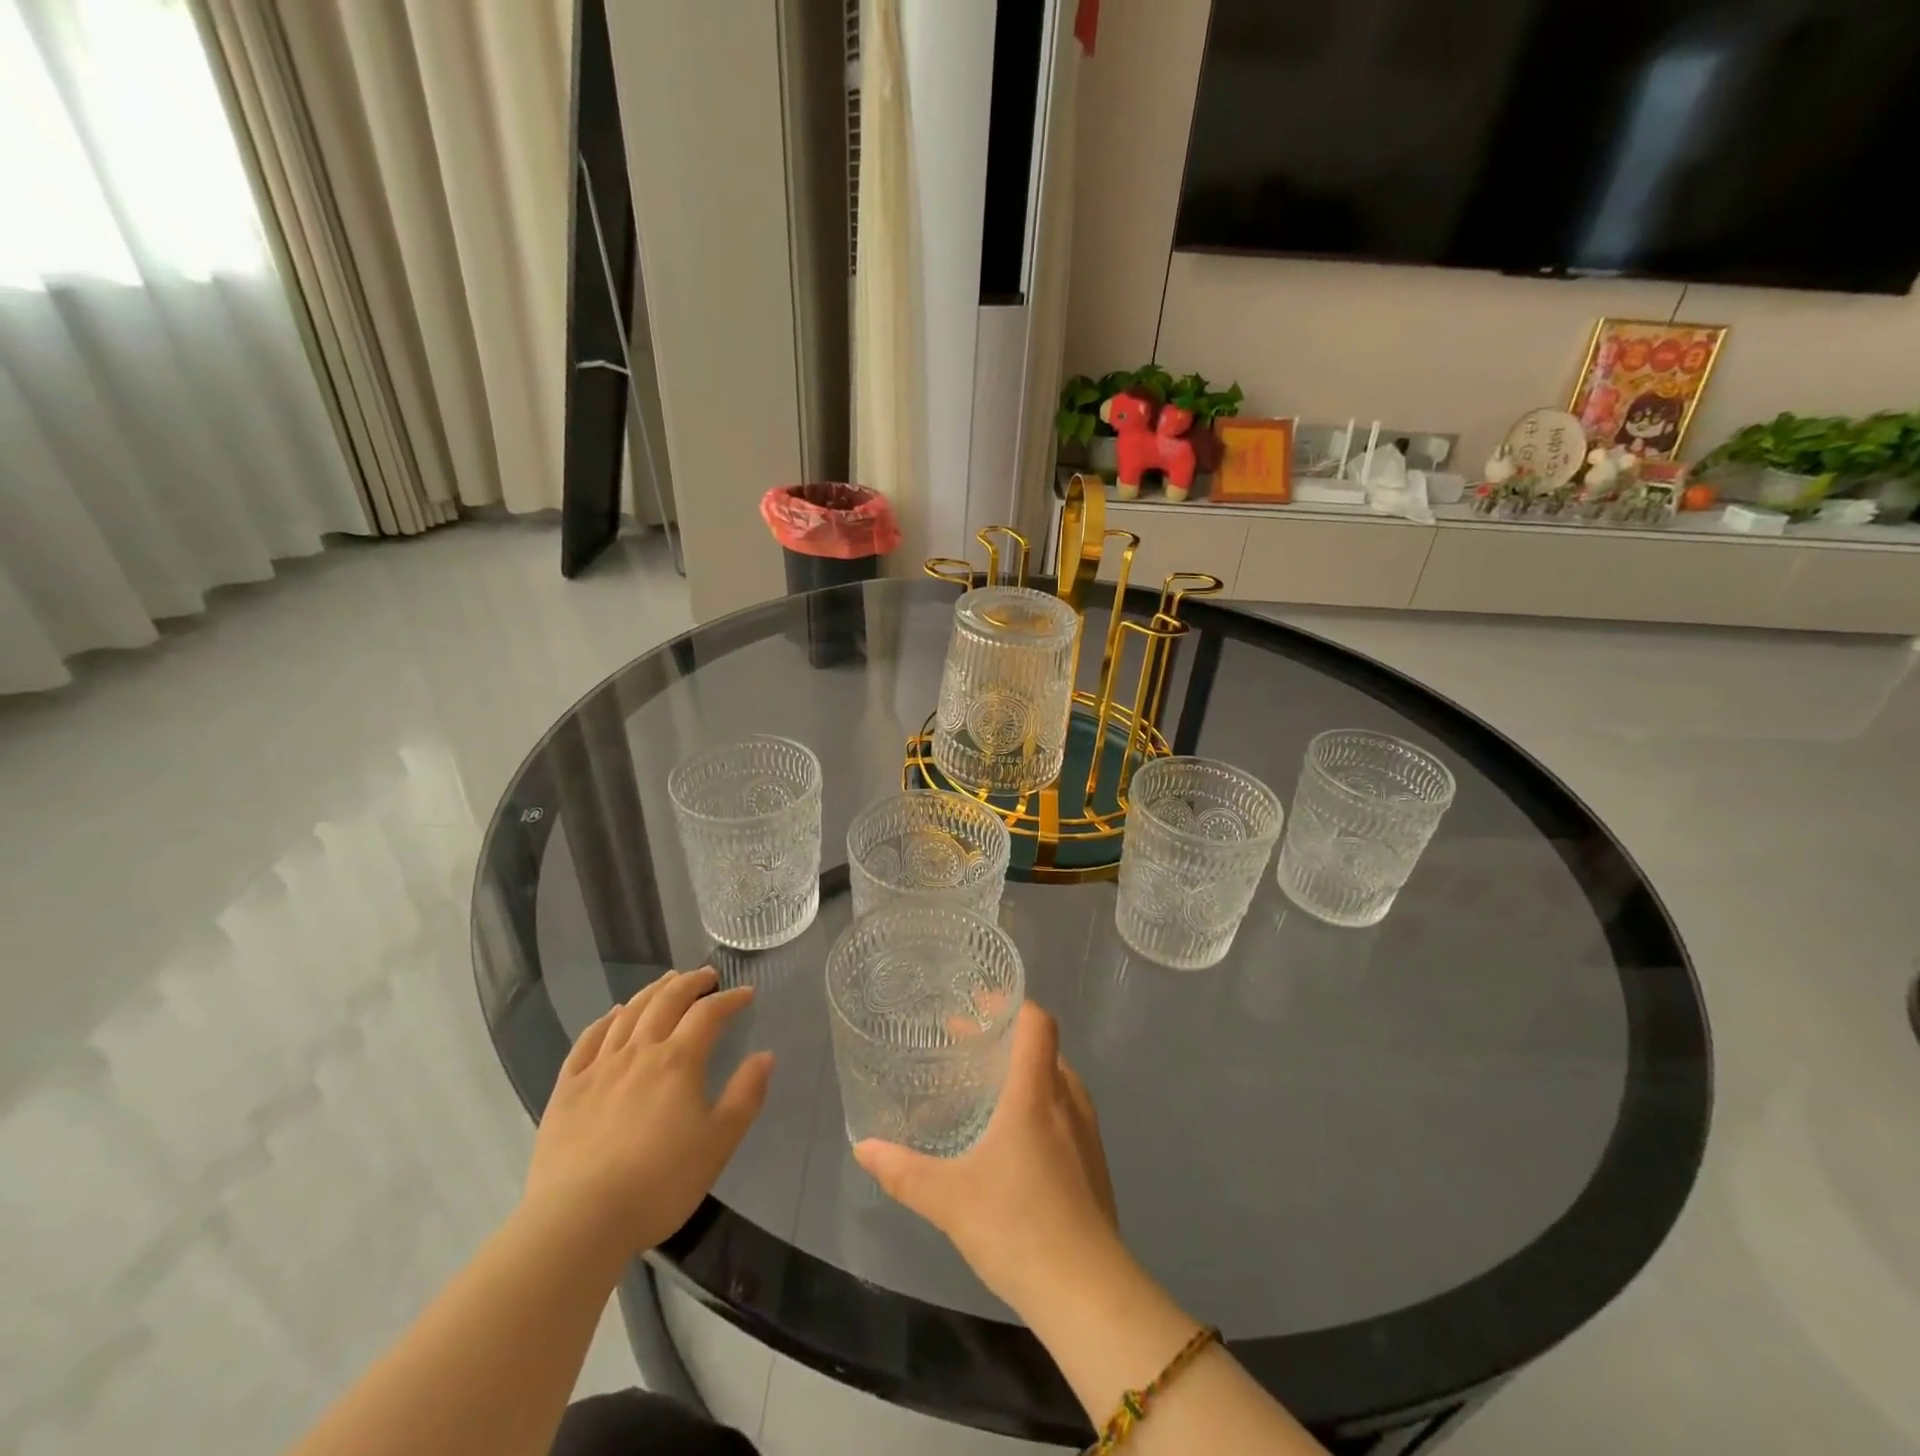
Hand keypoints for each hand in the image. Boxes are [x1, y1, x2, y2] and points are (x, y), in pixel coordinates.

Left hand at [524, 967, 772, 1255]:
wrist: (578, 1221)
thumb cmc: (660, 1183)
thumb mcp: (718, 1143)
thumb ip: (745, 1095)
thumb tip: (765, 1056)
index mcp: (678, 1061)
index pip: (708, 1013)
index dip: (729, 999)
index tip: (746, 994)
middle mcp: (639, 1052)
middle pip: (666, 1001)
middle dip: (690, 983)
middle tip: (706, 975)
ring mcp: (598, 1068)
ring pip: (628, 1014)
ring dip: (651, 992)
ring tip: (666, 982)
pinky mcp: (566, 1089)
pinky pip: (587, 1041)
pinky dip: (605, 1020)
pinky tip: (613, 1015)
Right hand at [854, 1003, 1121, 1315]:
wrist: (1088, 1293)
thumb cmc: (1018, 1227)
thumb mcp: (949, 1198)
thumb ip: (903, 1171)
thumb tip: (863, 1147)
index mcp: (1036, 1093)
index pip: (1037, 1023)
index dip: (1011, 1004)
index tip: (978, 1004)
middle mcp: (1067, 1101)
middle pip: (1043, 1048)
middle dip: (1007, 1040)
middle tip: (968, 1048)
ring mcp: (1087, 1133)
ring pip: (1057, 1081)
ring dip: (1025, 1073)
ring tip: (988, 1089)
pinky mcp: (1094, 1164)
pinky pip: (1067, 1112)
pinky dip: (1040, 1104)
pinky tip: (1015, 1139)